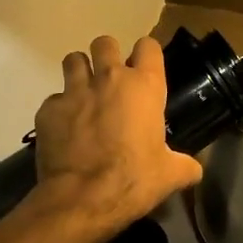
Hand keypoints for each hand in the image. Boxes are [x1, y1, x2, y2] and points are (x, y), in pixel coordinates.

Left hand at [32, 34, 202, 238]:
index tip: (145, 70)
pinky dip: (59, 110)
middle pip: (105, 42)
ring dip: (80, 71)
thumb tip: (194, 170)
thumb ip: (185, 165)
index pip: (148, 46)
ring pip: (74, 59)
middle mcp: (109, 79)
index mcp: (144, 87)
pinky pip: (54, 99)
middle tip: (110, 79)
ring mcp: (74, 91)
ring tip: (84, 92)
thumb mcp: (170, 175)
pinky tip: (64, 129)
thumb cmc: (134, 180)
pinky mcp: (48, 110)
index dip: (147, 55)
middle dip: (107, 55)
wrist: (82, 199)